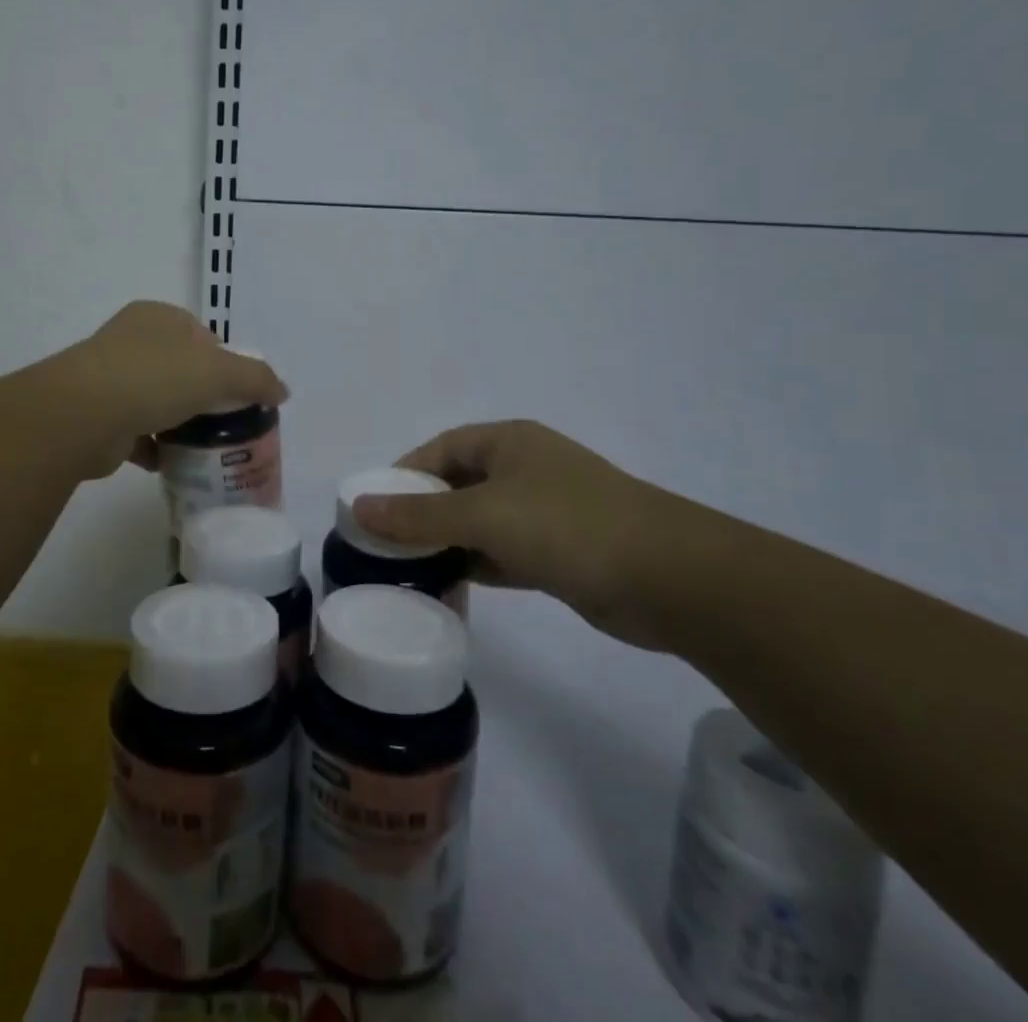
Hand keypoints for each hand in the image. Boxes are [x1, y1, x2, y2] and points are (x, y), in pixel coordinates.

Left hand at [57, 302, 287, 478]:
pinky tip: (172, 463)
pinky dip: (154, 447)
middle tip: (227, 424)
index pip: (203, 336)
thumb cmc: (155, 377)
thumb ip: (256, 378)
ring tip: (205, 447)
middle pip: (181, 369)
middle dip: (203, 396)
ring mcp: (109, 377)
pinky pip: (136, 431)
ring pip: (157, 400)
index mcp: (158, 317)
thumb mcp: (219, 372)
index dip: (225, 363)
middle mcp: (131, 340)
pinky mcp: (98, 415)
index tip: (240, 394)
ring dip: (178, 423)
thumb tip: (282, 391)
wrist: (84, 415)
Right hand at [351, 420, 672, 649]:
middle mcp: (524, 469)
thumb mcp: (484, 515)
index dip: (404, 474)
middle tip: (384, 544)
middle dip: (422, 511)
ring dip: (448, 541)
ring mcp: (545, 511)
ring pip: (480, 521)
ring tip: (408, 569)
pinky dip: (477, 564)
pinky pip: (504, 552)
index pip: (440, 448)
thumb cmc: (567, 526)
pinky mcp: (560, 552)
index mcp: (508, 442)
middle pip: (458, 484)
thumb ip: (419, 515)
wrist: (669, 579)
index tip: (372, 507)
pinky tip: (451, 585)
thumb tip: (358, 505)